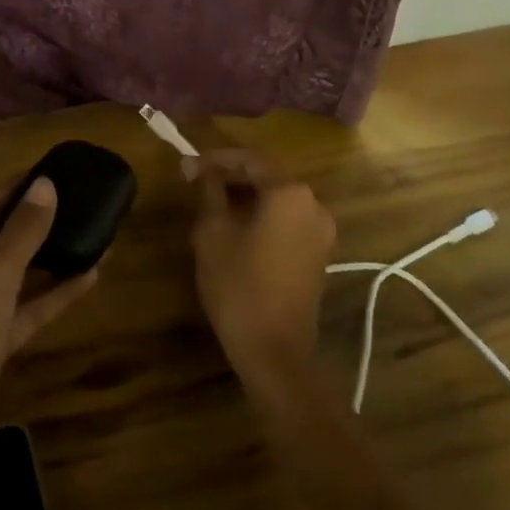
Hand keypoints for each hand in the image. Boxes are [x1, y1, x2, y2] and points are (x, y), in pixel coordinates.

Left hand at [0, 177, 97, 507]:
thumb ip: (22, 230)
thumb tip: (46, 185)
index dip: (18, 191)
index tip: (57, 173)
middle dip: (37, 226)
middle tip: (83, 205)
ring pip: (12, 280)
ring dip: (49, 261)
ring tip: (94, 237)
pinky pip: (20, 314)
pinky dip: (49, 298)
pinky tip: (86, 280)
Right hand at [189, 150, 335, 389]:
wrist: (275, 351)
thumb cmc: (238, 284)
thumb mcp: (213, 232)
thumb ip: (208, 191)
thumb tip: (197, 166)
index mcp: (289, 192)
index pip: (250, 160)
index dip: (216, 159)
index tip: (188, 165)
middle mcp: (313, 204)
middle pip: (267, 177)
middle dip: (231, 176)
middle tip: (197, 182)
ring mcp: (321, 232)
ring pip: (278, 200)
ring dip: (246, 197)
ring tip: (211, 204)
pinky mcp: (319, 255)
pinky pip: (288, 221)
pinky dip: (263, 217)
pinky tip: (236, 228)